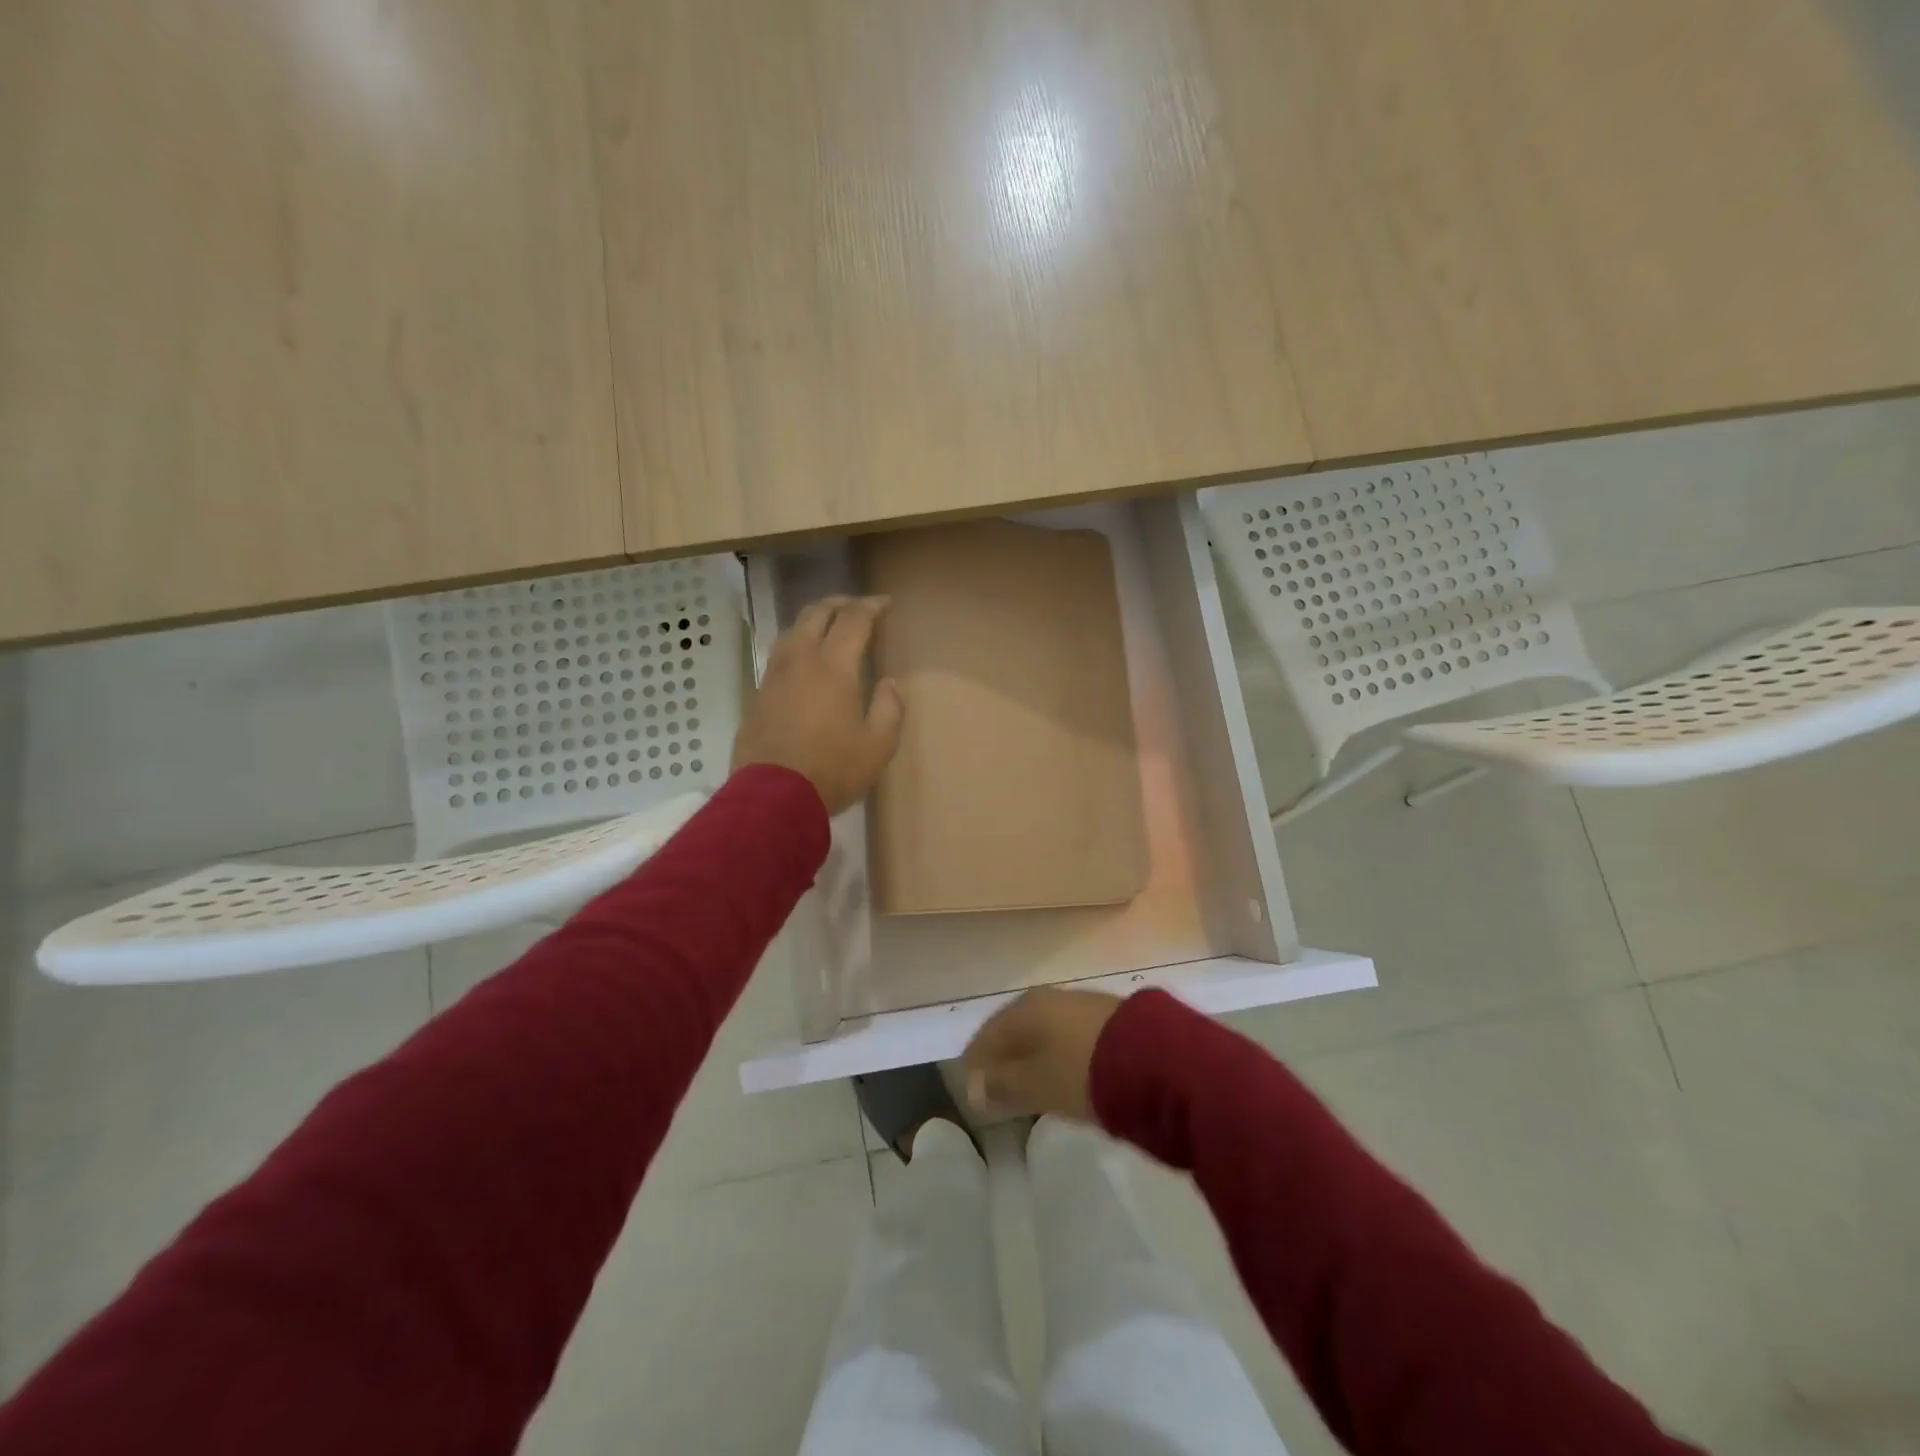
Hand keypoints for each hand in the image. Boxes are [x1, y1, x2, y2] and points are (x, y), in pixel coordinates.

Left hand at [731, 595, 904, 815]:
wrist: (773, 797)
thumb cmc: (833, 770)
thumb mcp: (878, 745)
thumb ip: (889, 709)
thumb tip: (889, 684)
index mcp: (833, 666)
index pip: (853, 620)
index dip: (871, 606)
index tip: (885, 603)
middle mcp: (800, 660)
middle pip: (816, 613)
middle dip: (839, 603)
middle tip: (857, 607)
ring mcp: (774, 676)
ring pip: (791, 631)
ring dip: (813, 620)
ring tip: (828, 627)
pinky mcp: (758, 695)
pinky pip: (779, 655)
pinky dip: (796, 644)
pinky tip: (804, 661)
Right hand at [962, 988, 1124, 1121]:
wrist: (1156, 1060)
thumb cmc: (1083, 1071)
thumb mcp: (1037, 1085)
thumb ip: (1003, 1086)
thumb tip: (972, 1088)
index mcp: (1025, 1009)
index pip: (988, 1034)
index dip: (976, 1062)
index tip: (971, 1089)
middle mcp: (1049, 998)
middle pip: (1016, 1030)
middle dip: (1004, 1058)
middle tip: (997, 1089)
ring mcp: (1081, 1004)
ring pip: (1044, 1032)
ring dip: (1032, 1056)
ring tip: (1030, 1085)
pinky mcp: (1108, 1018)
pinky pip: (1068, 1036)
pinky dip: (1057, 1054)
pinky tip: (1063, 1072)